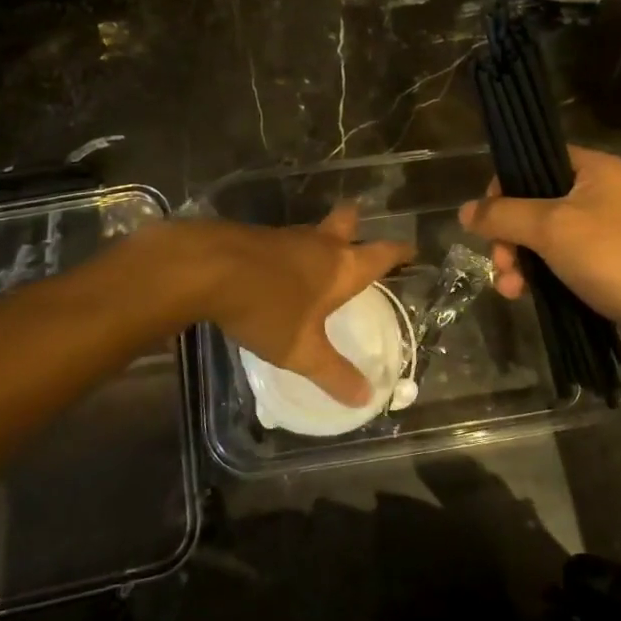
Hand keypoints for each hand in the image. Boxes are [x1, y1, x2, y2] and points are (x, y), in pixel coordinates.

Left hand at [199, 206, 414, 407]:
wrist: (210, 269)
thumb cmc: (268, 308)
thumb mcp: (302, 351)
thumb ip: (334, 374)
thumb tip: (367, 397)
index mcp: (342, 268)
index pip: (381, 254)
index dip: (399, 252)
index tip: (411, 249)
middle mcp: (320, 245)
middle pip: (346, 223)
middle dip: (355, 224)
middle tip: (358, 228)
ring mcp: (286, 237)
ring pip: (313, 233)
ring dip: (320, 240)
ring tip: (318, 258)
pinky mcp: (257, 238)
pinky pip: (283, 242)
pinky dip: (288, 252)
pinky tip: (277, 269)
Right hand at [458, 146, 620, 347]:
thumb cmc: (614, 257)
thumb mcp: (551, 228)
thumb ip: (503, 215)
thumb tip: (465, 211)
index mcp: (593, 169)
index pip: (535, 160)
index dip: (505, 185)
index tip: (489, 216)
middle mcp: (598, 194)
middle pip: (533, 203)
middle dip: (508, 235)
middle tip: (501, 262)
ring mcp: (602, 232)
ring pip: (541, 237)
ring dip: (518, 260)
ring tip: (510, 288)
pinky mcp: (602, 267)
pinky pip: (557, 262)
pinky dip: (537, 276)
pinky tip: (523, 296)